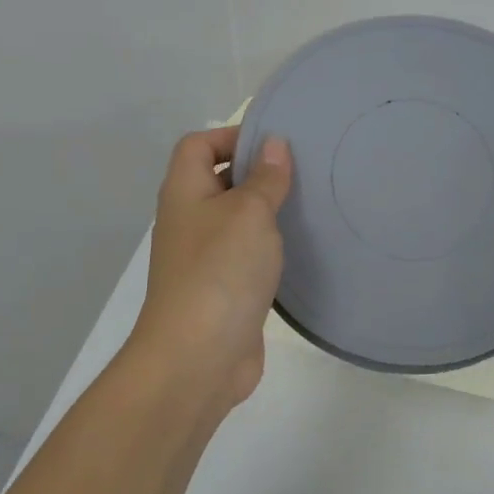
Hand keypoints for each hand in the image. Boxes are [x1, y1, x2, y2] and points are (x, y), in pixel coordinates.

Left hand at [129, 126, 293, 410]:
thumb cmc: (220, 271)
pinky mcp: (222, 289)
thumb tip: (274, 144)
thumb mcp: (249, 213)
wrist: (197, 358)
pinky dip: (268, 247)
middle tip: (303, 171)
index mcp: (184, 192)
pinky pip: (246, 255)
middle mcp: (189, 220)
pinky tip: (299, 248)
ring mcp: (203, 258)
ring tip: (309, 204)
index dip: (231, 135)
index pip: (198, 145)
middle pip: (218, 179)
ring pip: (236, 219)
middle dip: (256, 172)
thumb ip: (265, 177)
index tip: (274, 143)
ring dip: (266, 211)